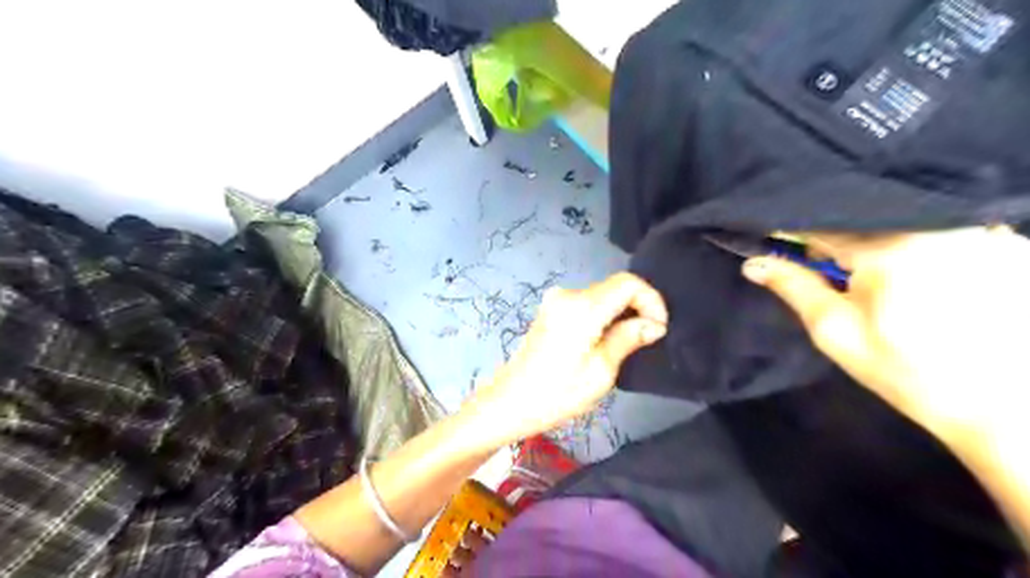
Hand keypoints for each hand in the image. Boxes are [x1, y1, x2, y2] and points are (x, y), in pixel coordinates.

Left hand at [465, 272, 667, 446]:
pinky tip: (607, 340)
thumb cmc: (557, 393)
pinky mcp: (550, 310)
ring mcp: (555, 301)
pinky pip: (587, 305)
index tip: (659, 328)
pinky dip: (604, 316)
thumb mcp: (601, 371)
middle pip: (614, 287)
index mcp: (581, 307)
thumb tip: (653, 324)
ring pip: (602, 296)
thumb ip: (628, 339)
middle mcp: (567, 294)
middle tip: (650, 339)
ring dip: (621, 314)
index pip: (628, 283)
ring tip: (630, 343)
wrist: (509, 402)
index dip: (651, 300)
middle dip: (638, 308)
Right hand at [744, 225, 1028, 441]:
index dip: (795, 234)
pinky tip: (928, 282)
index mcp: (889, 247)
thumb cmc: (907, 372)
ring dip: (882, 245)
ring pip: (903, 223)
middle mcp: (938, 226)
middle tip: (839, 280)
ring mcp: (983, 232)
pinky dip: (922, 247)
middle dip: (842, 245)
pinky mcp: (1010, 244)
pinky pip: (944, 231)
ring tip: (887, 284)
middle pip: (865, 220)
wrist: (1007, 411)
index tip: (780, 248)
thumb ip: (794, 287)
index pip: (822, 223)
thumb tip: (753, 263)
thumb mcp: (836, 332)